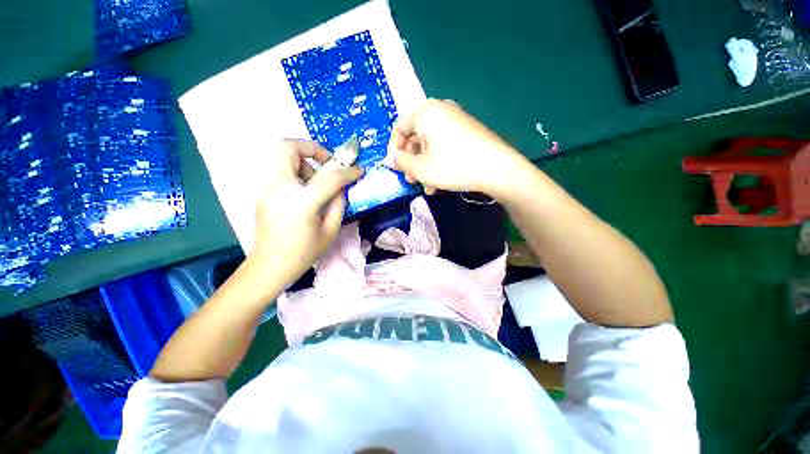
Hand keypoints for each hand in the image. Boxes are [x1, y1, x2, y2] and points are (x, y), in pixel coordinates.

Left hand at [250, 140, 361, 286]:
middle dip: (310, 147)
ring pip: (280, 156)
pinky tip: (304, 192)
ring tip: (314, 183)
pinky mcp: (262, 193)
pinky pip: (279, 171)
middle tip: (326, 162)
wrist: (269, 266)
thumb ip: (338, 204)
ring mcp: (266, 189)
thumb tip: (340, 188)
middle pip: (287, 147)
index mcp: (301, 202)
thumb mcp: (330, 230)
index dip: (347, 172)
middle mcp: (279, 188)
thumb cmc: (303, 253)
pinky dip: (294, 172)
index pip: (328, 177)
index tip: (358, 170)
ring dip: (303, 162)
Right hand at [385, 99, 528, 197]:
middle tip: (411, 179)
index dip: (394, 149)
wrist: (496, 168)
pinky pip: (444, 145)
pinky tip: (439, 181)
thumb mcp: (421, 168)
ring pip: (430, 144)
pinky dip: (438, 161)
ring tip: (427, 186)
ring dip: (424, 166)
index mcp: (425, 112)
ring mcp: (456, 119)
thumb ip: (401, 162)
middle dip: (411, 161)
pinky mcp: (467, 131)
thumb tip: (391, 159)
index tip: (395, 167)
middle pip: (416, 136)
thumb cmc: (453, 166)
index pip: (399, 128)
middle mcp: (440, 110)